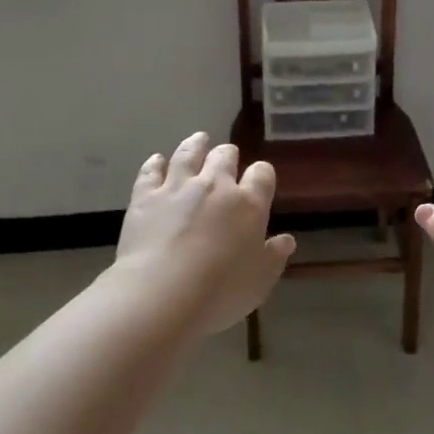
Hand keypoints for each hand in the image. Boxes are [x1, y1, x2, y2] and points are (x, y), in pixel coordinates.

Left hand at [112, 131, 295, 335]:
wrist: (162, 294)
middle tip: (226, 158)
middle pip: (224, 156)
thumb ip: (274, 257)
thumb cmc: (219, 293)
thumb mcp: (258, 282)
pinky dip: (155, 163)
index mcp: (248, 204)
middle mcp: (215, 185)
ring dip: (195, 144)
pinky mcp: (146, 195)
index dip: (262, 175)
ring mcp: (178, 186)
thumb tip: (287, 240)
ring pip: (189, 153)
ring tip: (199, 140)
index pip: (262, 175)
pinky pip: (151, 171)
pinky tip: (156, 160)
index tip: (259, 180)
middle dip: (228, 155)